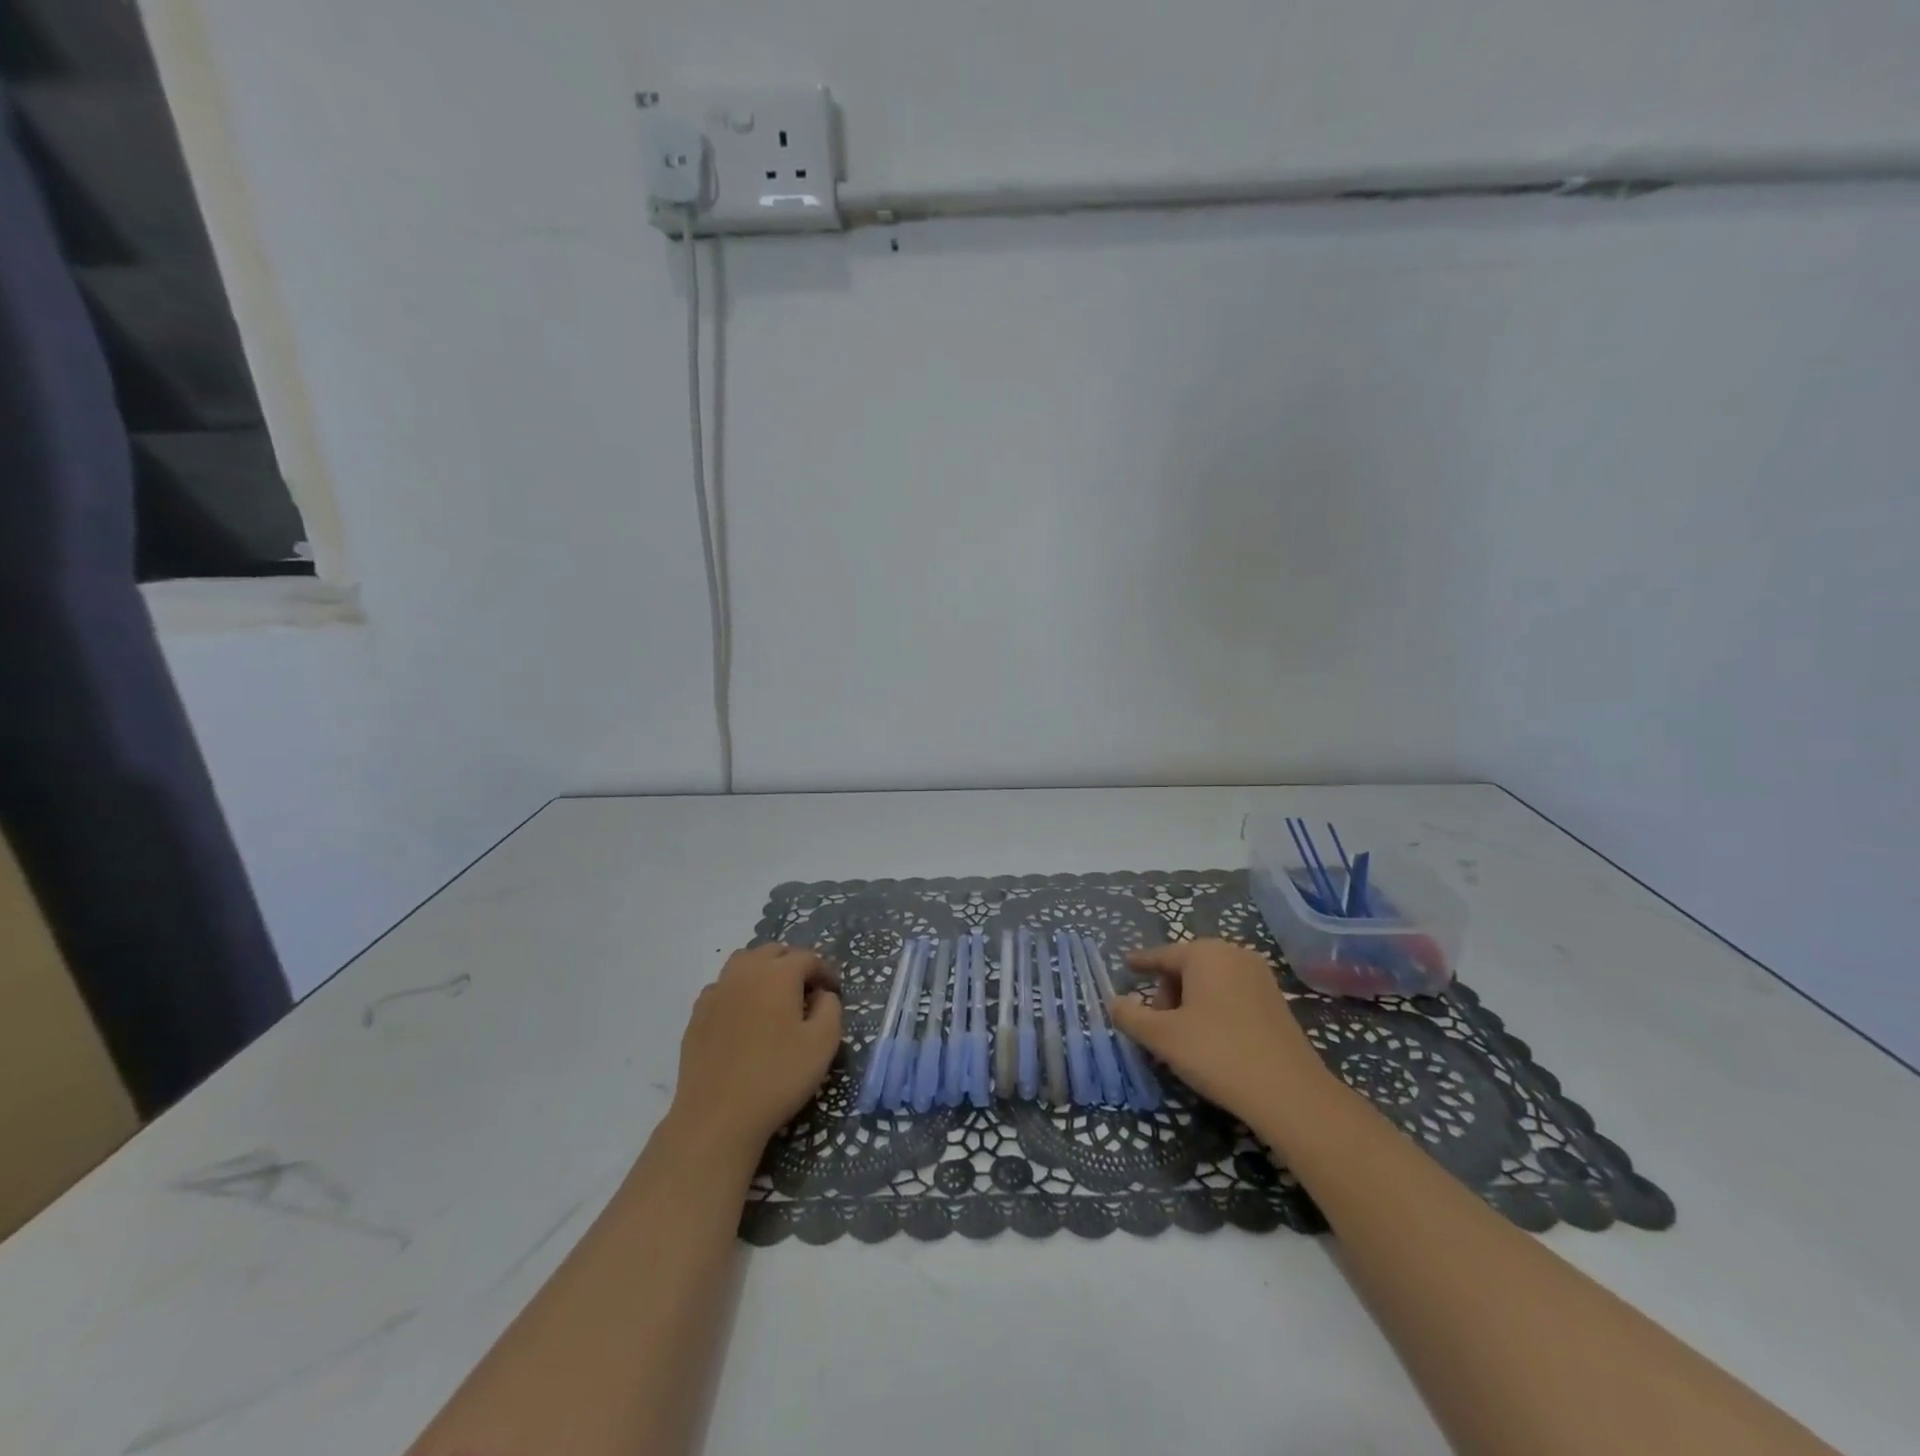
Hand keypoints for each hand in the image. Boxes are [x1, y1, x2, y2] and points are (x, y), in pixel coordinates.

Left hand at [669, 944, 842, 1155]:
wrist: (718, 1116)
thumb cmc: (778, 1077)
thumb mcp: (823, 1043)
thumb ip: (831, 1008)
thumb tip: (822, 994)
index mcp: (778, 974)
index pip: (808, 958)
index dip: (825, 971)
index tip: (835, 992)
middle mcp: (745, 972)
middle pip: (773, 952)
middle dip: (794, 964)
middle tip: (807, 991)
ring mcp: (717, 991)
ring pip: (744, 963)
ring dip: (764, 971)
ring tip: (775, 997)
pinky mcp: (698, 1014)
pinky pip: (723, 987)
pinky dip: (739, 990)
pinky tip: (745, 1017)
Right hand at [1109, 939, 1337, 1132]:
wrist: (1289, 1093)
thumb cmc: (1217, 1053)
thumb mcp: (1162, 1037)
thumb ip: (1130, 1016)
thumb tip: (1114, 1002)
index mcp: (1204, 953)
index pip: (1161, 955)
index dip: (1141, 963)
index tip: (1126, 965)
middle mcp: (1233, 954)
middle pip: (1186, 967)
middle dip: (1167, 991)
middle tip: (1158, 1025)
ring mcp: (1259, 976)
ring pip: (1210, 981)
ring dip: (1190, 1001)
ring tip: (1183, 1036)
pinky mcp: (1276, 1000)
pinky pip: (1231, 993)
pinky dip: (1214, 1008)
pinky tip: (1211, 1039)